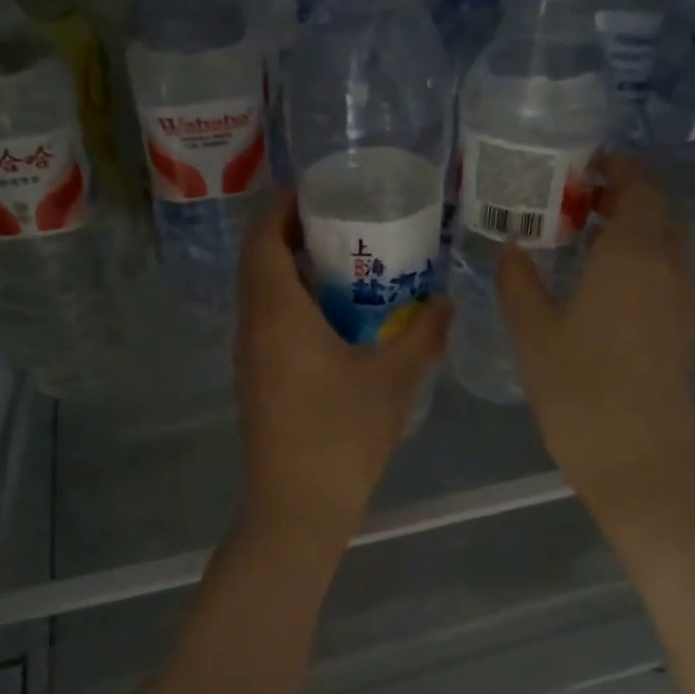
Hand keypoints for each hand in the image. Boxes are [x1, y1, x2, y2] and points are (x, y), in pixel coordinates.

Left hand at [235, 192, 450, 539]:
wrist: (296, 507)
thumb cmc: (341, 438)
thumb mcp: (393, 380)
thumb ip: (424, 334)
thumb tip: (446, 300)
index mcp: (278, 313)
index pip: (264, 237)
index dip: (283, 204)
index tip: (316, 185)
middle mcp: (253, 325)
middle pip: (258, 258)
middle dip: (290, 229)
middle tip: (340, 217)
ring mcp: (248, 353)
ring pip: (259, 290)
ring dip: (290, 265)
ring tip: (342, 258)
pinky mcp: (254, 377)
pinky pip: (266, 318)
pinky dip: (290, 299)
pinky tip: (333, 314)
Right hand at [495, 157, 694, 512]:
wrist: (641, 460)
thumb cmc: (581, 392)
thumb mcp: (534, 335)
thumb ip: (518, 282)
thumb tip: (511, 247)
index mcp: (632, 254)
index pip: (636, 186)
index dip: (614, 167)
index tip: (580, 165)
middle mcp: (667, 264)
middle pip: (658, 206)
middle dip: (624, 191)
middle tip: (577, 197)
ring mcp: (682, 295)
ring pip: (668, 237)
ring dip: (637, 222)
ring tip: (588, 231)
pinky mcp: (684, 323)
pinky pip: (669, 266)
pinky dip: (645, 252)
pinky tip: (607, 275)